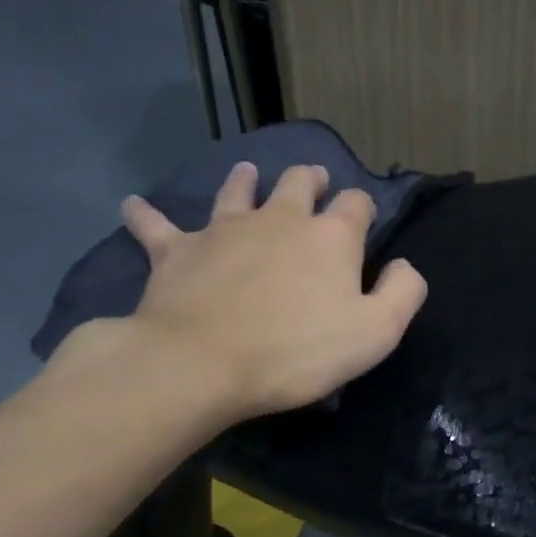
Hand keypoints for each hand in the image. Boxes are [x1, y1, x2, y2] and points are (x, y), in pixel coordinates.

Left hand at [107, 161, 427, 421]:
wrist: (200, 364)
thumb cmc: (297, 350)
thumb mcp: (376, 331)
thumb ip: (402, 292)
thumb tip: (403, 265)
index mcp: (330, 237)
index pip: (356, 204)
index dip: (363, 207)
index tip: (363, 217)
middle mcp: (280, 219)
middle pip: (298, 184)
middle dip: (311, 179)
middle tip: (314, 179)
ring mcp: (224, 230)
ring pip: (236, 192)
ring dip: (244, 181)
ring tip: (246, 172)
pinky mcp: (177, 251)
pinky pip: (158, 227)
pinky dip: (146, 215)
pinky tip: (132, 205)